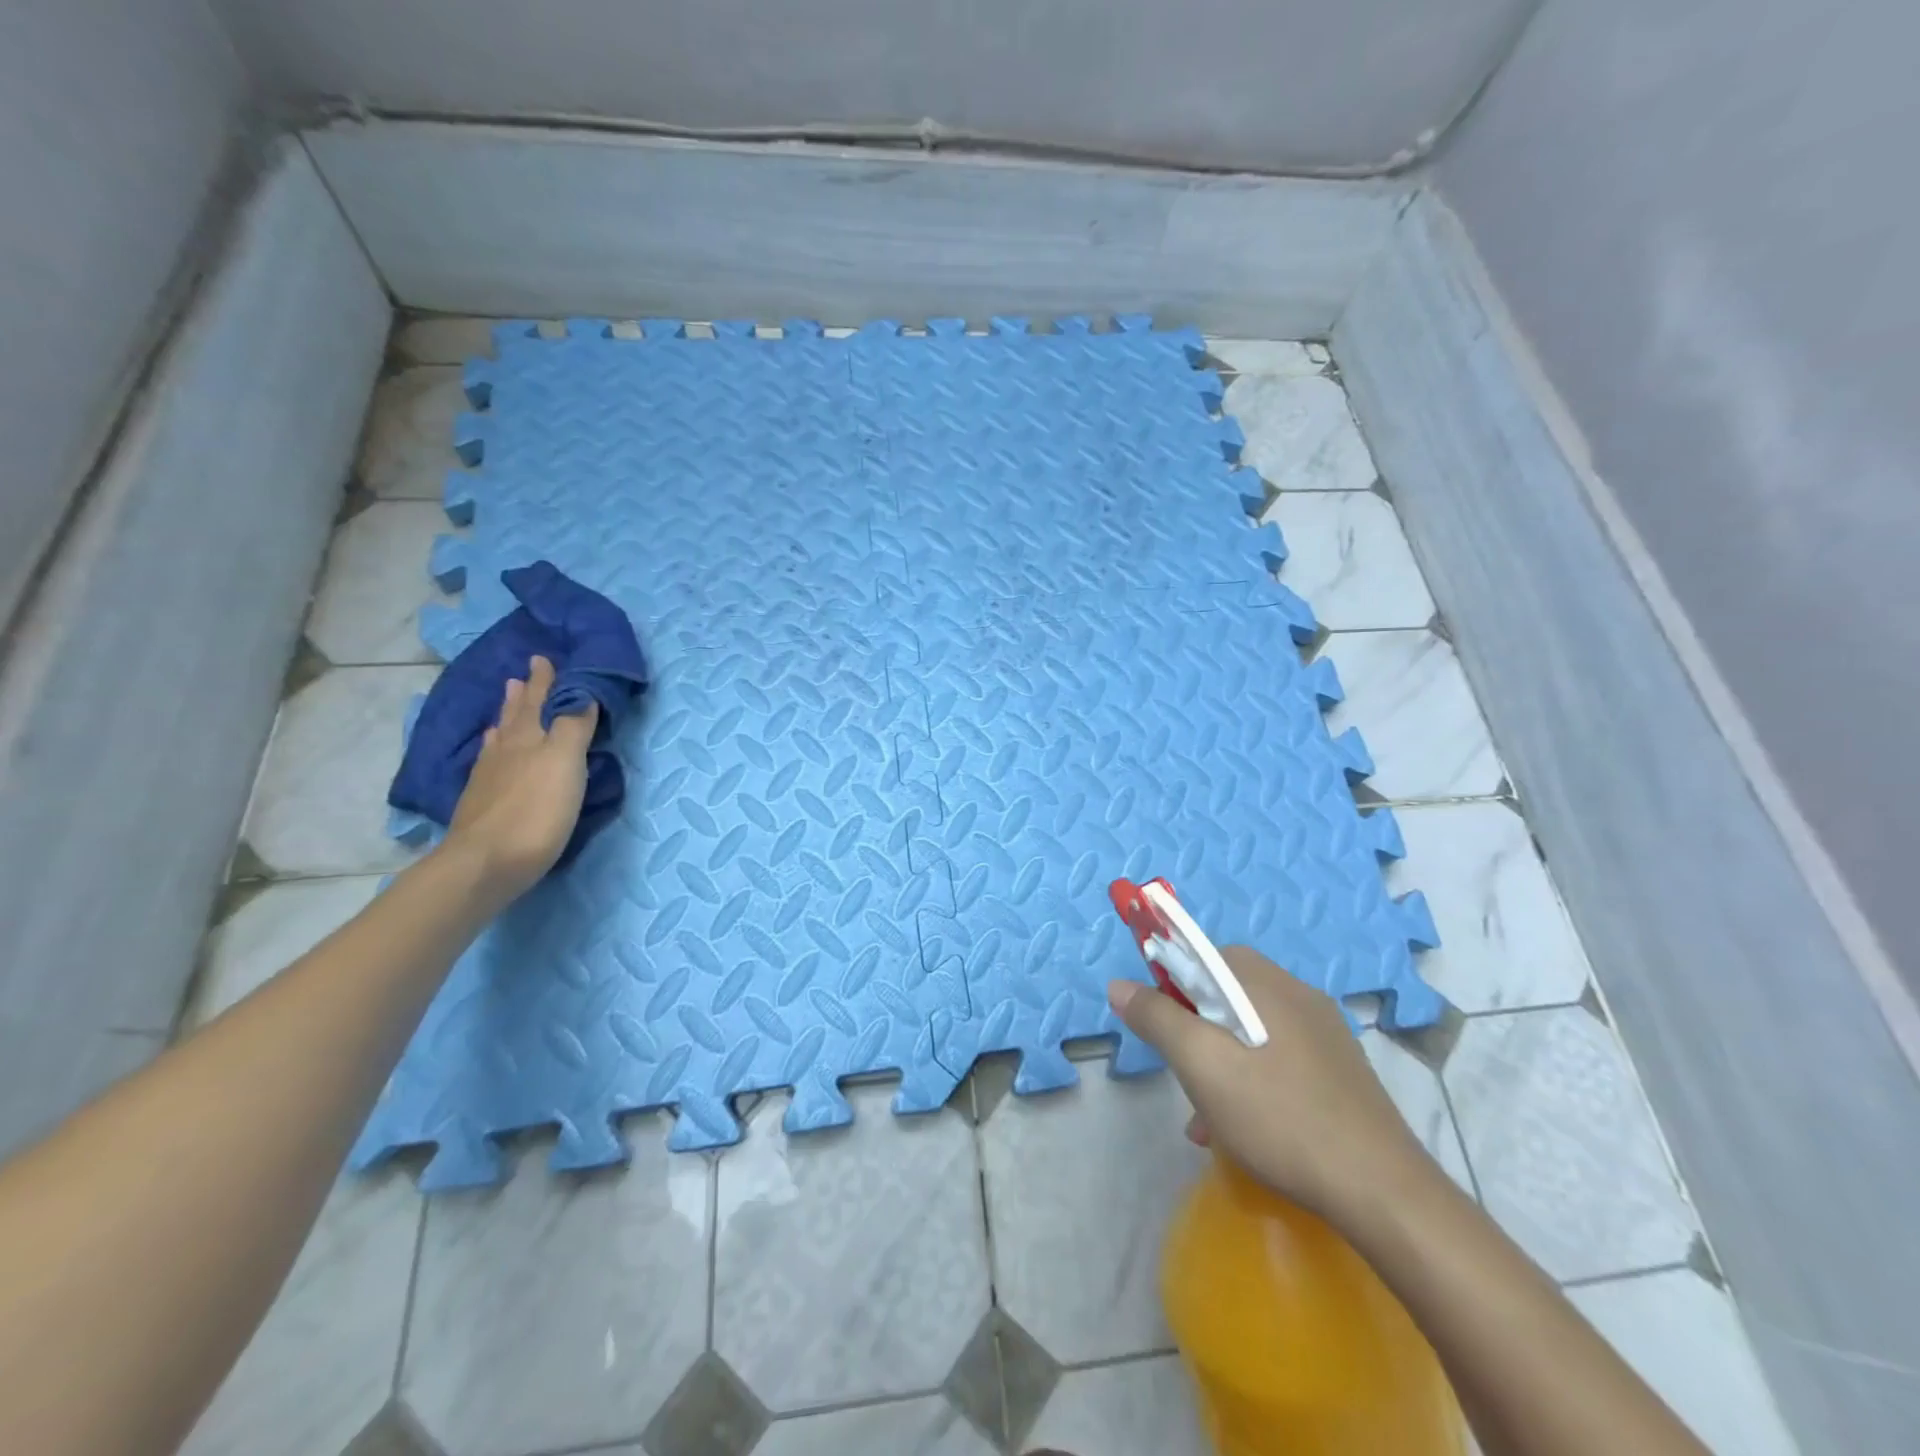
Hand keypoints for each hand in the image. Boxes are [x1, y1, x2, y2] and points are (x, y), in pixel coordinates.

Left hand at [443, 655, 597, 900]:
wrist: (486, 863)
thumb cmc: (535, 810)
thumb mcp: (565, 762)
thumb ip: (573, 726)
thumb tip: (580, 693)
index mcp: (529, 738)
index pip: (541, 701)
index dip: (545, 681)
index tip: (544, 658)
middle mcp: (506, 751)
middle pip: (516, 716)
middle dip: (523, 694)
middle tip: (522, 675)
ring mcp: (489, 777)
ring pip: (501, 737)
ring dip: (507, 717)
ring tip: (507, 701)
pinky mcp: (481, 802)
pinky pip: (490, 761)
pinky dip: (494, 748)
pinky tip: (491, 751)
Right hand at [1109, 947, 1430, 1224]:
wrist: (1382, 1192)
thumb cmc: (1280, 1117)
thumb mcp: (1202, 1066)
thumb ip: (1157, 1019)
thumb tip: (1119, 984)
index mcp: (1264, 982)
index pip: (1203, 954)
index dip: (1171, 982)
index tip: (1160, 1027)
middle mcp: (1296, 994)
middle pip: (1224, 994)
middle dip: (1193, 1030)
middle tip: (1182, 1074)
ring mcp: (1323, 1032)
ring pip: (1249, 1031)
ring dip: (1219, 1063)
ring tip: (1206, 1119)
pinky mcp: (1338, 1069)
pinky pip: (1276, 1058)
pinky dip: (1250, 1081)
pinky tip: (1242, 1131)